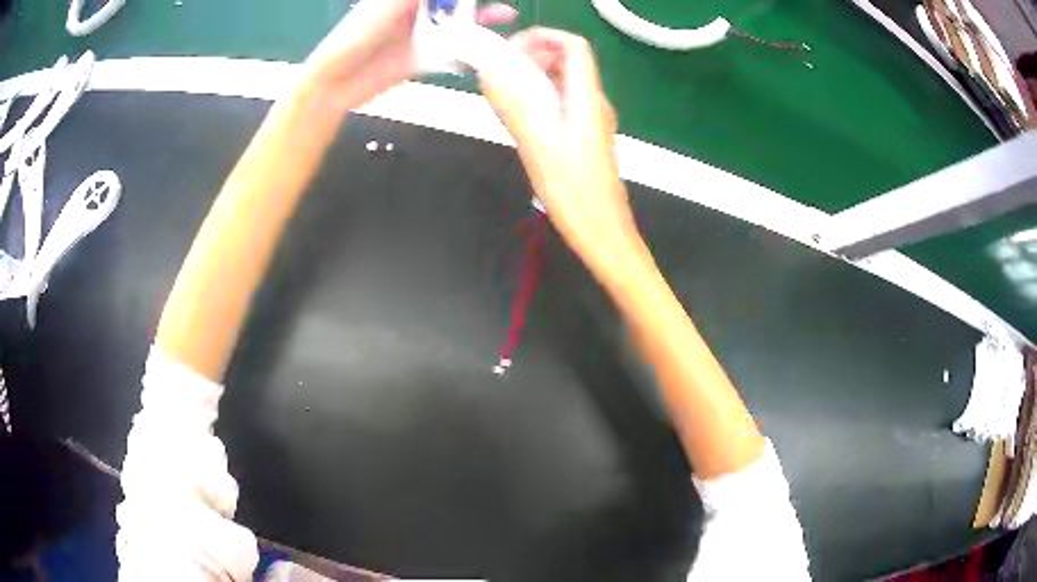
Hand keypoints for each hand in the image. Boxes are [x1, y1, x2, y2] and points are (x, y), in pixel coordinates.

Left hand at [302, 0, 516, 110]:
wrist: (339, 81)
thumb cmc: (357, 33)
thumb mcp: (391, 3)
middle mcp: (419, 10)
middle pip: (454, 3)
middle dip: (476, 2)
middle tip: (501, 7)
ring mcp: (424, 34)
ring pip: (460, 21)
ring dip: (483, 16)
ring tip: (505, 14)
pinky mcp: (427, 56)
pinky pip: (454, 48)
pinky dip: (473, 44)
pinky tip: (491, 41)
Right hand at [474, 28, 637, 271]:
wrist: (604, 234)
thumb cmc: (575, 195)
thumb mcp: (540, 146)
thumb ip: (516, 104)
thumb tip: (492, 69)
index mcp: (586, 99)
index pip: (574, 46)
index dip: (544, 38)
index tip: (510, 52)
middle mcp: (593, 104)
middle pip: (566, 62)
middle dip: (530, 60)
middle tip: (498, 80)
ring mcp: (592, 121)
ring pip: (561, 84)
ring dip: (532, 83)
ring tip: (504, 103)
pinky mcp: (587, 138)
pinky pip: (561, 106)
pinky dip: (539, 103)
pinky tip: (520, 125)